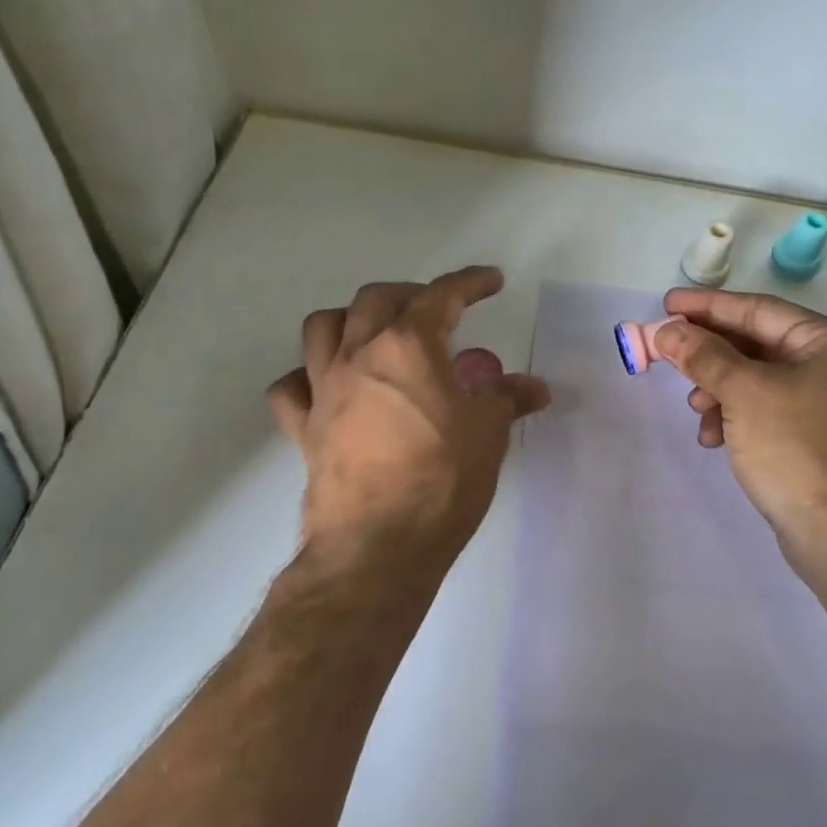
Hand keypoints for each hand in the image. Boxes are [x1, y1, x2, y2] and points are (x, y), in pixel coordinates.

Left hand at [267, 267, 549, 579]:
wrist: (378, 546)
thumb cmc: (442, 480)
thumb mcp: (488, 434)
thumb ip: (507, 400)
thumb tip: (535, 387)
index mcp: (408, 346)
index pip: (442, 296)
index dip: (470, 282)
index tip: (490, 280)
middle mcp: (358, 355)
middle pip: (375, 299)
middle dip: (409, 294)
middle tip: (435, 312)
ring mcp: (323, 390)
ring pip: (321, 327)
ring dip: (350, 319)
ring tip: (374, 335)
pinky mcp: (303, 428)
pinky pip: (291, 387)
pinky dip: (307, 377)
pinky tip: (328, 387)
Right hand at [654, 288, 826, 567]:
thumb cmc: (797, 450)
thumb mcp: (744, 394)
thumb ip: (703, 356)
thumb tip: (667, 331)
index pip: (758, 311)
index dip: (707, 307)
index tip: (666, 305)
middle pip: (757, 344)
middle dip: (710, 354)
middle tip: (667, 353)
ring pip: (759, 380)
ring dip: (719, 390)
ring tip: (695, 410)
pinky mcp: (818, 438)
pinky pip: (768, 410)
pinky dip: (737, 416)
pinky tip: (714, 438)